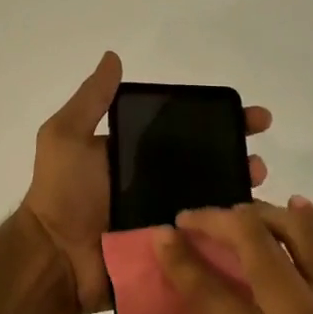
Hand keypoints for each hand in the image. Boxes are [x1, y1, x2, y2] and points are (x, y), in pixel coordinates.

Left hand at [21, 52, 271, 313]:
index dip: (220, 122)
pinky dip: (231, 235)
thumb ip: (91, 100)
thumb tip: (114, 56)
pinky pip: (207, 241)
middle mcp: (155, 184)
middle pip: (208, 167)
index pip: (186, 132)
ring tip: (258, 192)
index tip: (252, 117)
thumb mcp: (66, 136)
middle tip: (259, 162)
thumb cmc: (61, 193)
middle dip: (239, 160)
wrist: (53, 257)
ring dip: (241, 196)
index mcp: (136, 156)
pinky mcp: (171, 253)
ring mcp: (166, 219)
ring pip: (213, 203)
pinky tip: (257, 229)